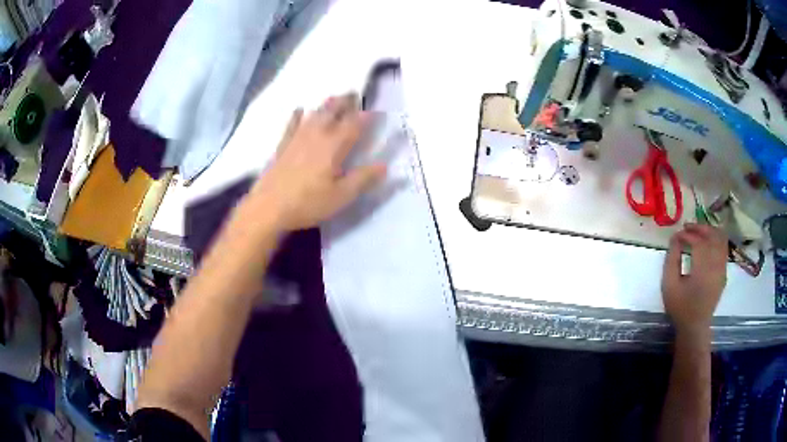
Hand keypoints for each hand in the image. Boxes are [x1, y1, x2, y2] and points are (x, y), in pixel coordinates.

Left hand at [238, 93, 386, 233]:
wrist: (267, 208)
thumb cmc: (307, 203)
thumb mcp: (341, 197)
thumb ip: (363, 179)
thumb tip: (385, 165)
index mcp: (333, 146)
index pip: (354, 124)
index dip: (367, 116)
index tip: (377, 110)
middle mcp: (316, 135)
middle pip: (333, 111)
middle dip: (345, 101)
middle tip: (354, 93)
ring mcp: (297, 138)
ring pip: (315, 114)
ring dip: (326, 104)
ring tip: (334, 97)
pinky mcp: (283, 145)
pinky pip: (292, 124)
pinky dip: (297, 115)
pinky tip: (299, 109)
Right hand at [662, 223, 727, 334]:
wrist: (695, 326)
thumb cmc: (680, 307)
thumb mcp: (669, 285)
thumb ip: (671, 260)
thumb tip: (675, 239)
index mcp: (702, 270)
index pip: (697, 242)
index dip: (686, 235)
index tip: (676, 236)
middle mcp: (715, 265)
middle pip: (711, 236)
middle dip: (699, 228)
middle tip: (687, 228)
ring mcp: (722, 268)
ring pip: (720, 238)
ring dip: (709, 231)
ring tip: (698, 231)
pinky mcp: (724, 271)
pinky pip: (723, 248)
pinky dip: (716, 239)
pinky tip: (707, 242)